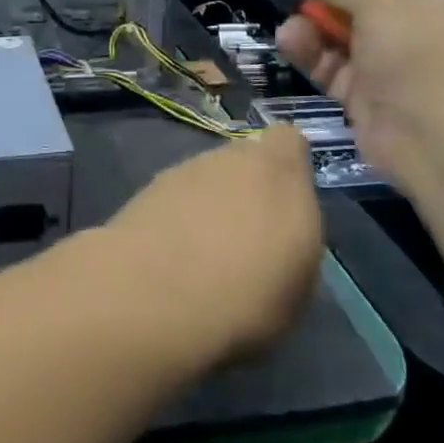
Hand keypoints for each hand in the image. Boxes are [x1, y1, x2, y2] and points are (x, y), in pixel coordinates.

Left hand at [106, 125, 322, 362]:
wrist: (153, 299)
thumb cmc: (245, 301)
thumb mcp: (298, 289)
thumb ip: (292, 241)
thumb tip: (278, 234)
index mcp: (280, 175)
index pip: (288, 141)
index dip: (288, 166)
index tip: (288, 203)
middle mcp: (232, 160)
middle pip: (245, 160)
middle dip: (247, 189)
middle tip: (246, 239)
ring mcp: (184, 169)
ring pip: (207, 177)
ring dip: (209, 203)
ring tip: (204, 255)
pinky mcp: (146, 187)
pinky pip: (175, 196)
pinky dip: (177, 216)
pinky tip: (171, 256)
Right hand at [275, 0, 443, 188]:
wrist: (443, 140)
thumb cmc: (424, 51)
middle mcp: (425, 30)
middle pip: (367, 6)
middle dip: (328, 1)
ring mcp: (397, 67)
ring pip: (346, 38)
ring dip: (313, 28)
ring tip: (289, 28)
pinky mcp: (370, 97)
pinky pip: (335, 68)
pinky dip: (312, 56)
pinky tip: (289, 43)